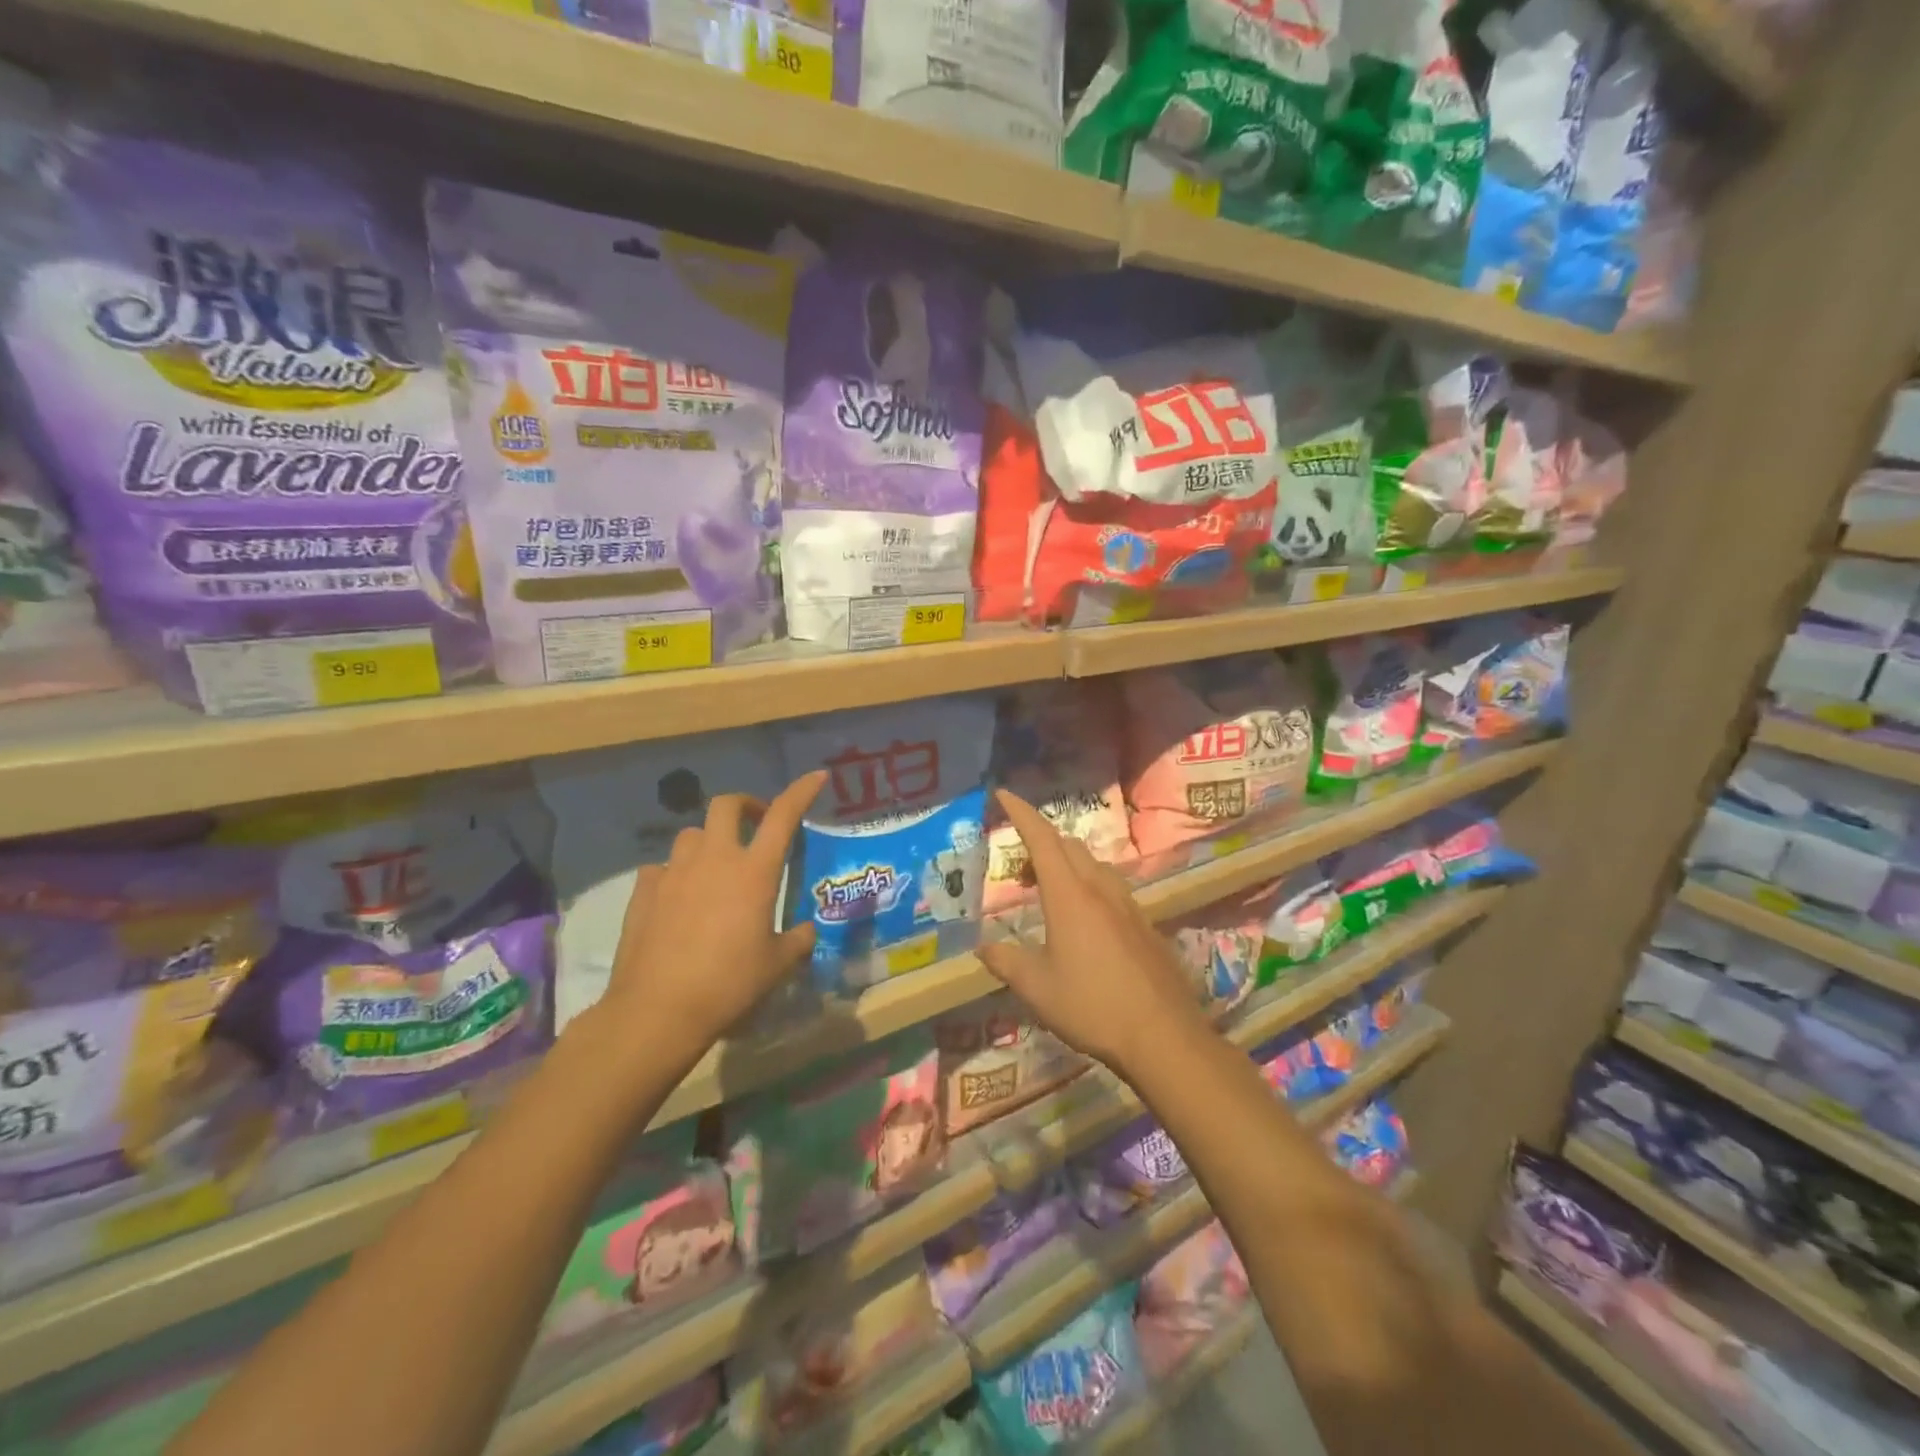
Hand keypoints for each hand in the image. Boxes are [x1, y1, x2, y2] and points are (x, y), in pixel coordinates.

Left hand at [599, 771, 825, 1052]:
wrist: (658, 1010)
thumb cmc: (729, 984)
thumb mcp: (776, 966)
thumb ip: (797, 941)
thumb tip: (807, 931)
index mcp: (754, 872)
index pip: (783, 815)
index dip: (801, 791)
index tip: (816, 777)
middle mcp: (714, 860)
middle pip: (726, 805)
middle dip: (745, 805)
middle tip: (756, 824)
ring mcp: (675, 872)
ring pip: (692, 834)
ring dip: (709, 841)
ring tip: (716, 867)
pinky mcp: (644, 891)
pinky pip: (662, 868)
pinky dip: (676, 874)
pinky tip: (679, 897)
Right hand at [977, 790, 1209, 1074]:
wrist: (1163, 1035)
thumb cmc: (1092, 1006)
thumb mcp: (1037, 989)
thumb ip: (1006, 962)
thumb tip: (983, 948)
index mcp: (1069, 895)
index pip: (1041, 838)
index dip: (1021, 813)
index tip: (1003, 794)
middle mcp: (1100, 888)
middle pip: (1068, 845)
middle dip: (1040, 842)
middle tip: (1019, 869)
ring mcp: (1127, 904)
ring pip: (1093, 864)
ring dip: (1067, 863)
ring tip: (1048, 892)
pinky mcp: (1144, 923)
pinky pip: (1111, 886)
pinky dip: (1088, 884)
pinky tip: (1084, 919)